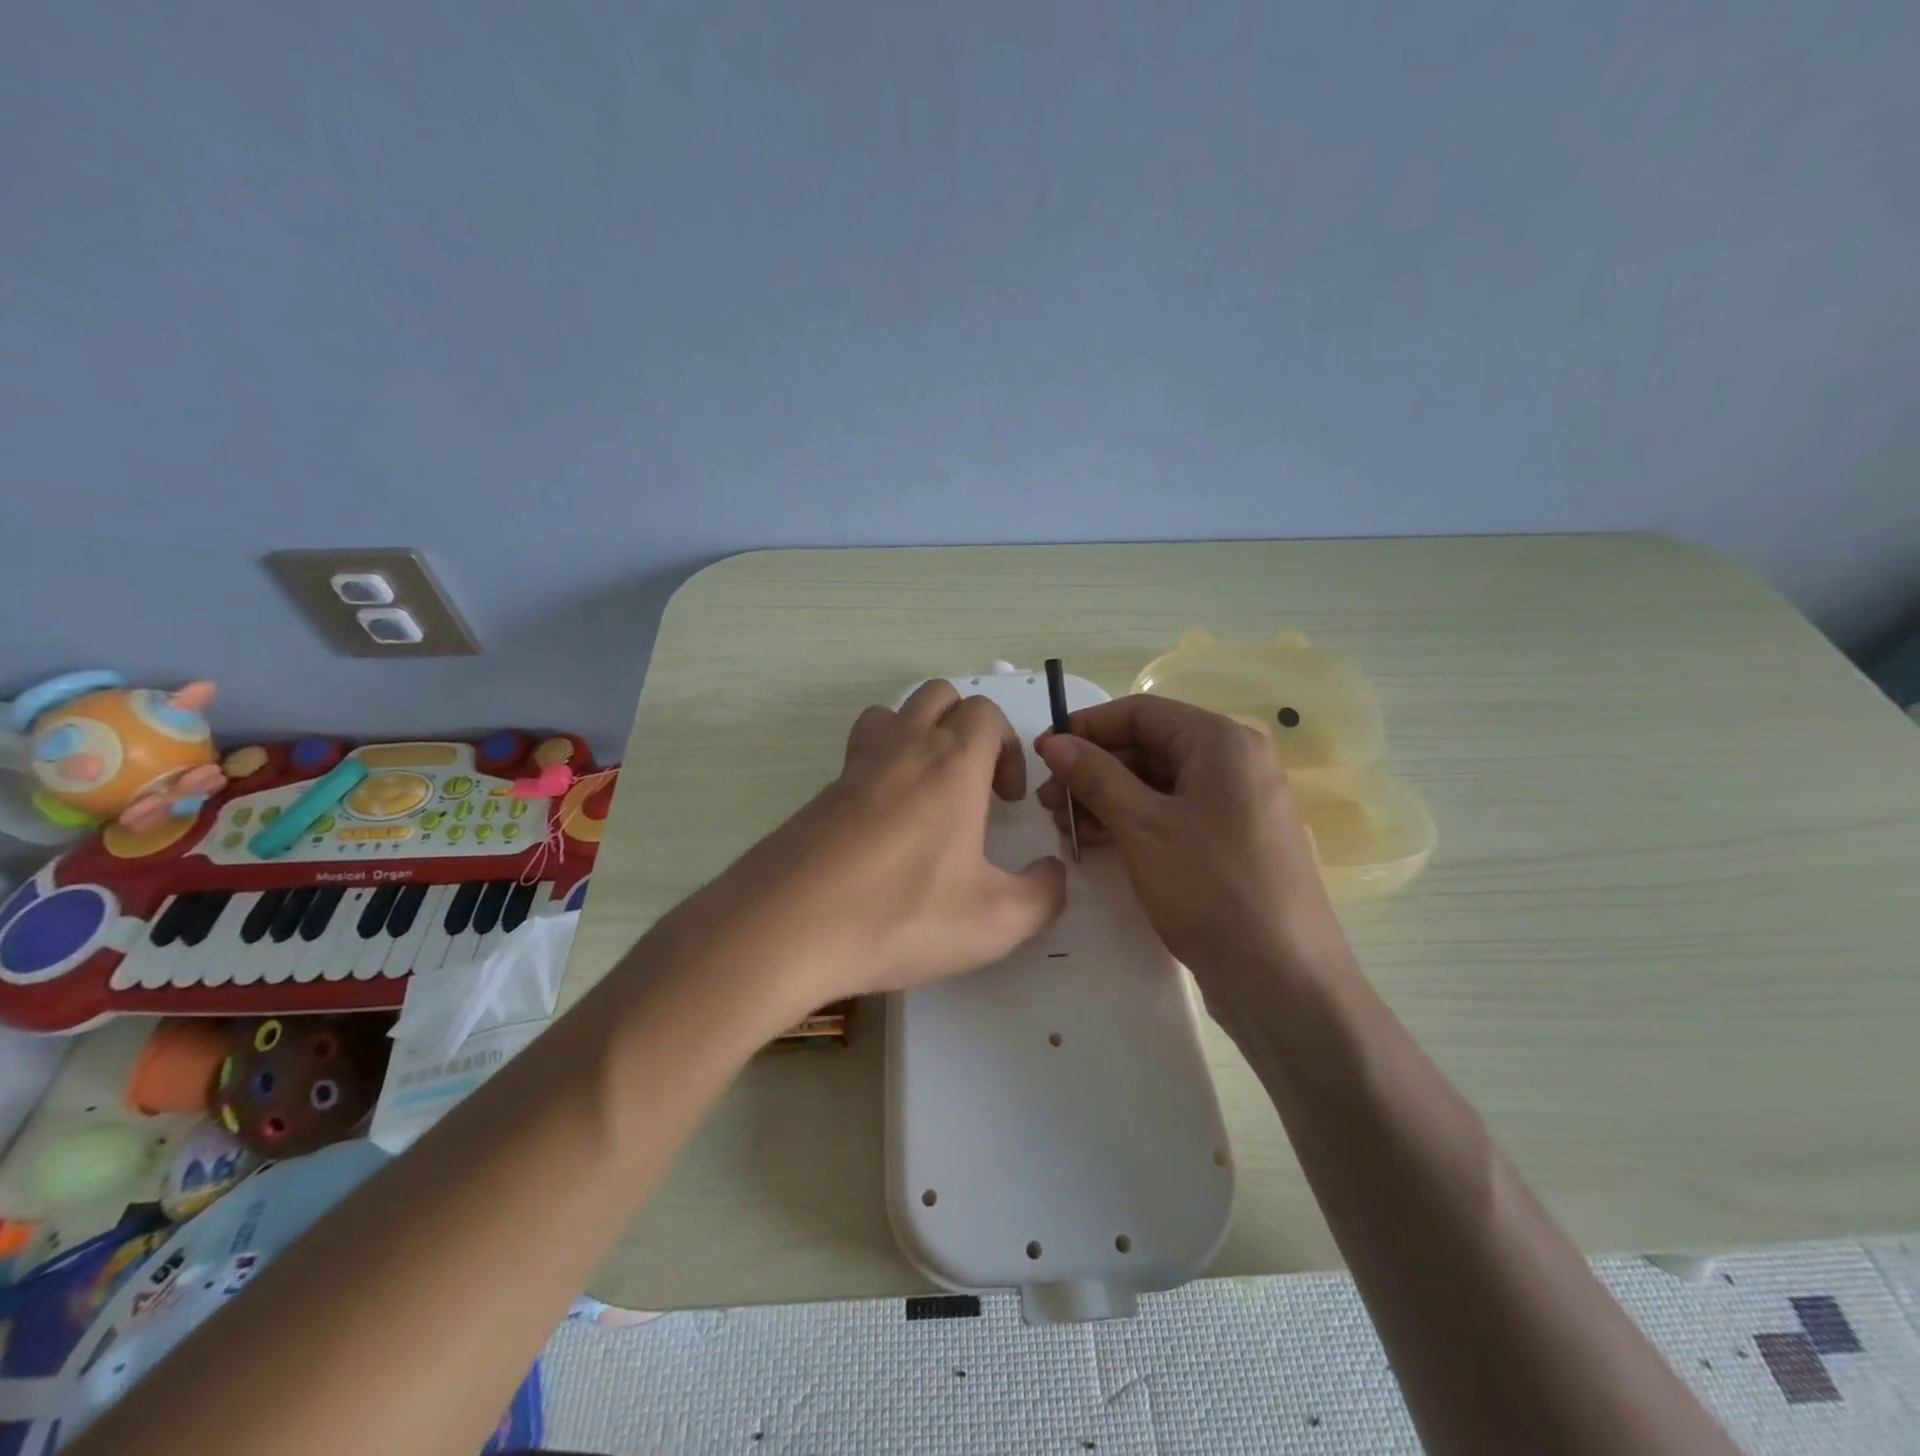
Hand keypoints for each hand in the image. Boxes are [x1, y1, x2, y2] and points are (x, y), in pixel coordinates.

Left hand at [673, 680, 1067, 1024]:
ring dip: (919, 735)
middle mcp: (903, 749)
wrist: (786, 929)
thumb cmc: (900, 916)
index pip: (986, 713)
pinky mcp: (820, 793)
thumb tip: (1054, 874)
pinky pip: (859, 754)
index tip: (1006, 800)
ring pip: (892, 714)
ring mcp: (854, 767)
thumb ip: (1043, 894)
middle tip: (973, 787)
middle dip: (968, 728)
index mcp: (952, 765)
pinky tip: (884, 827)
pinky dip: (882, 768)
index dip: (1009, 747)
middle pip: (939, 696)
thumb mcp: (995, 922)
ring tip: (928, 792)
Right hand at [1035, 695, 1353, 1022]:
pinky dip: (1134, 822)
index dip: (1087, 727)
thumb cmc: (1210, 888)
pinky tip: (1098, 842)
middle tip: (1049, 801)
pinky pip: (1174, 814)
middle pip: (1149, 746)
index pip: (1141, 712)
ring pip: (1158, 783)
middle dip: (1094, 769)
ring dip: (1107, 799)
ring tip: (1066, 827)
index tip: (1044, 752)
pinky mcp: (1232, 841)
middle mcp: (1234, 762)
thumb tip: (1055, 741)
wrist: (1283, 979)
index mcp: (1221, 742)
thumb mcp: (1143, 826)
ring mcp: (1236, 804)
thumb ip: (1095, 776)